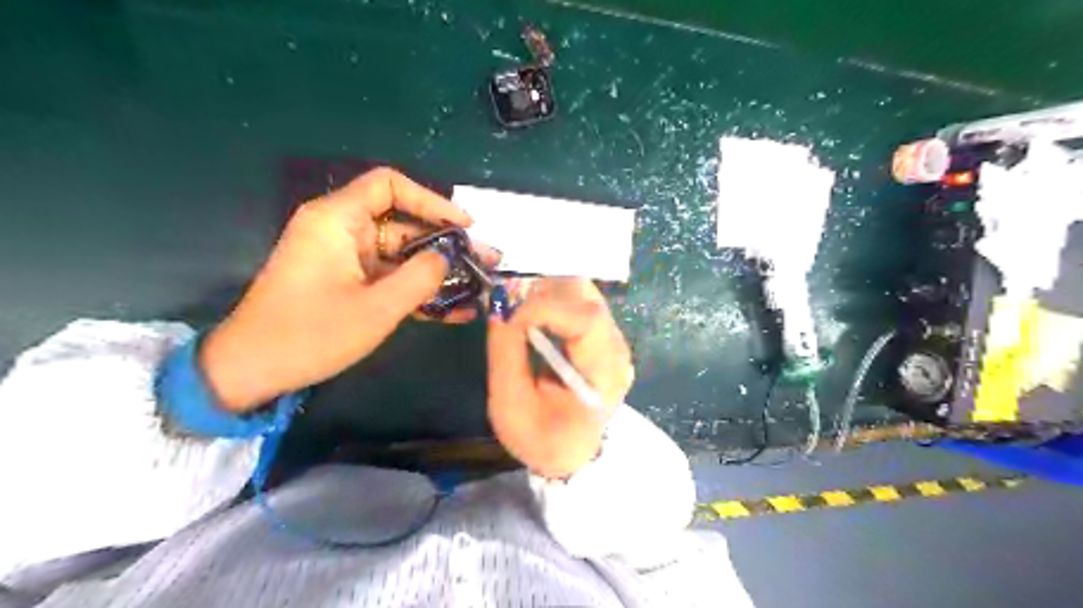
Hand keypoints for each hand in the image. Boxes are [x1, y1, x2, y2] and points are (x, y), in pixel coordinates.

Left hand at [197, 167, 492, 413]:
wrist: (251, 370)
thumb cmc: (309, 335)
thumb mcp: (375, 308)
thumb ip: (420, 278)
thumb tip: (449, 257)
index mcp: (337, 220)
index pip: (389, 185)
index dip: (431, 200)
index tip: (464, 226)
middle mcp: (341, 230)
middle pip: (403, 223)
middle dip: (446, 244)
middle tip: (485, 261)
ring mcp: (345, 258)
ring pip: (401, 254)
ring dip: (437, 272)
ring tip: (478, 287)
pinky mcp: (347, 282)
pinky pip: (389, 277)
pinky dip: (417, 290)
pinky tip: (453, 310)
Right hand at [484, 276, 631, 479]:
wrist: (571, 455)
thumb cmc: (541, 437)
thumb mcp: (510, 405)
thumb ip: (505, 353)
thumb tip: (500, 305)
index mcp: (603, 373)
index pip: (586, 319)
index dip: (545, 307)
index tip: (511, 317)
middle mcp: (616, 348)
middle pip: (587, 297)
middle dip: (543, 291)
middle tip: (510, 306)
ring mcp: (613, 339)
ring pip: (583, 292)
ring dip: (547, 291)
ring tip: (518, 311)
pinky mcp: (602, 335)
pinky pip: (579, 301)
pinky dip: (552, 298)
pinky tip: (532, 316)